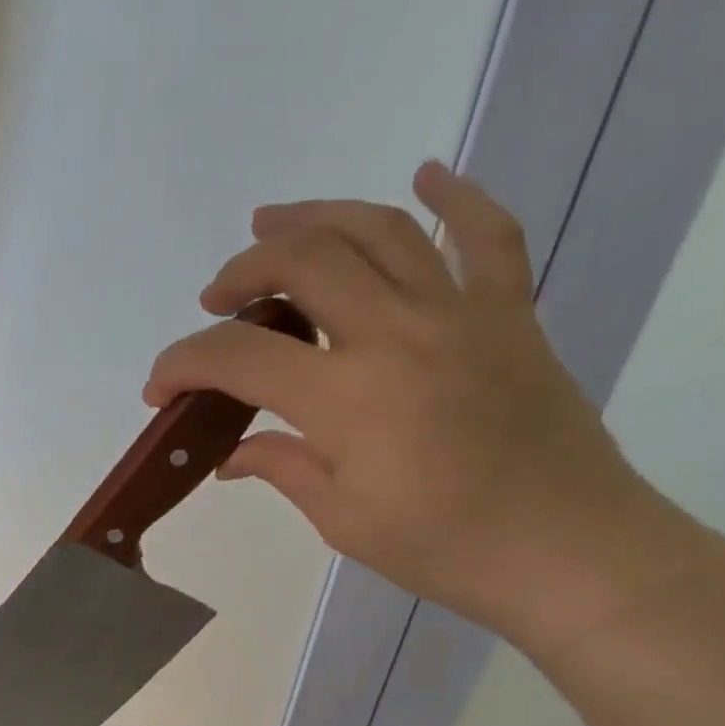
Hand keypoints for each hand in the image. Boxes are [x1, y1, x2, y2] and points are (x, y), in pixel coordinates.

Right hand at [144, 161, 683, 652]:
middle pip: (304, 261)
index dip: (184, 363)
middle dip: (243, 270)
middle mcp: (396, 333)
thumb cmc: (443, 548)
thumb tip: (232, 455)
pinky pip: (486, 233)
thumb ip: (283, 468)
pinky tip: (424, 177)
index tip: (160, 387)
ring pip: (378, 228)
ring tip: (271, 223)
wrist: (565, 547)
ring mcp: (460, 312)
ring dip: (314, 217)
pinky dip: (454, 196)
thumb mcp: (343, 520)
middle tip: (217, 297)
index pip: (240, 357)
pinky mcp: (510, 312)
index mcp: (346, 397)